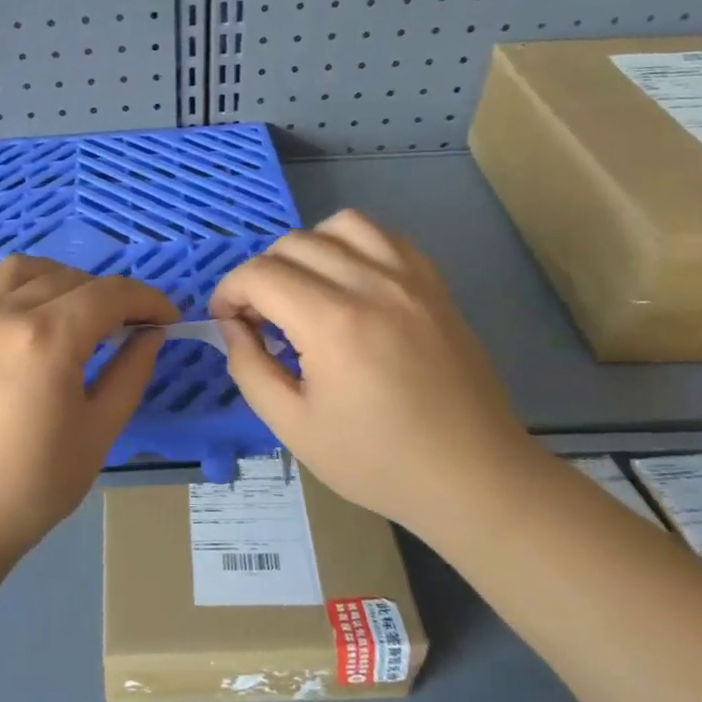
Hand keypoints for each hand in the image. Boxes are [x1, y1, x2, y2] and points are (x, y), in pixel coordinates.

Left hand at [0, 255, 178, 573]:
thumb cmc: (29, 489)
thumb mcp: (97, 435)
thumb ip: (130, 375)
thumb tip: (150, 336)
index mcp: (47, 340)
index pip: (110, 295)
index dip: (147, 300)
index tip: (166, 319)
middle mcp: (2, 313)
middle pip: (69, 279)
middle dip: (108, 296)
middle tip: (124, 327)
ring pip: (19, 270)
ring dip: (57, 280)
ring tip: (70, 312)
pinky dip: (3, 287)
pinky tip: (13, 313)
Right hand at [210, 209, 536, 531]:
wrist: (474, 477)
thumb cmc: (378, 462)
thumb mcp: (293, 427)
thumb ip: (249, 368)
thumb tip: (232, 326)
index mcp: (332, 323)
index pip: (259, 274)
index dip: (229, 292)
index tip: (227, 322)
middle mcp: (371, 284)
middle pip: (293, 243)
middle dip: (261, 274)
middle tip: (261, 318)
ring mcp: (409, 279)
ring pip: (340, 225)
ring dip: (307, 249)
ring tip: (305, 291)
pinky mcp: (434, 284)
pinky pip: (384, 236)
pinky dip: (353, 246)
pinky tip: (349, 283)